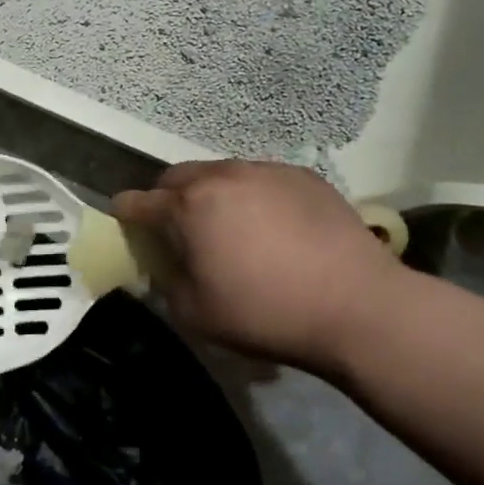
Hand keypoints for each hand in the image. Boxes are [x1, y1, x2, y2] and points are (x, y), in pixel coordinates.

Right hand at [113, 161, 408, 375]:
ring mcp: (266, 171)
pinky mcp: (303, 177)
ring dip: (210, 194)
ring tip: (228, 226)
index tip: (125, 221)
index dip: (126, 212)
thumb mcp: (195, 313)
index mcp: (188, 206)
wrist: (358, 306)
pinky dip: (251, 196)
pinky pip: (260, 179)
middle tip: (176, 227)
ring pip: (220, 173)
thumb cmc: (265, 313)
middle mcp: (222, 176)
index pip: (138, 201)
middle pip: (177, 177)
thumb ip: (165, 283)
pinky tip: (272, 227)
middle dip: (167, 198)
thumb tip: (163, 265)